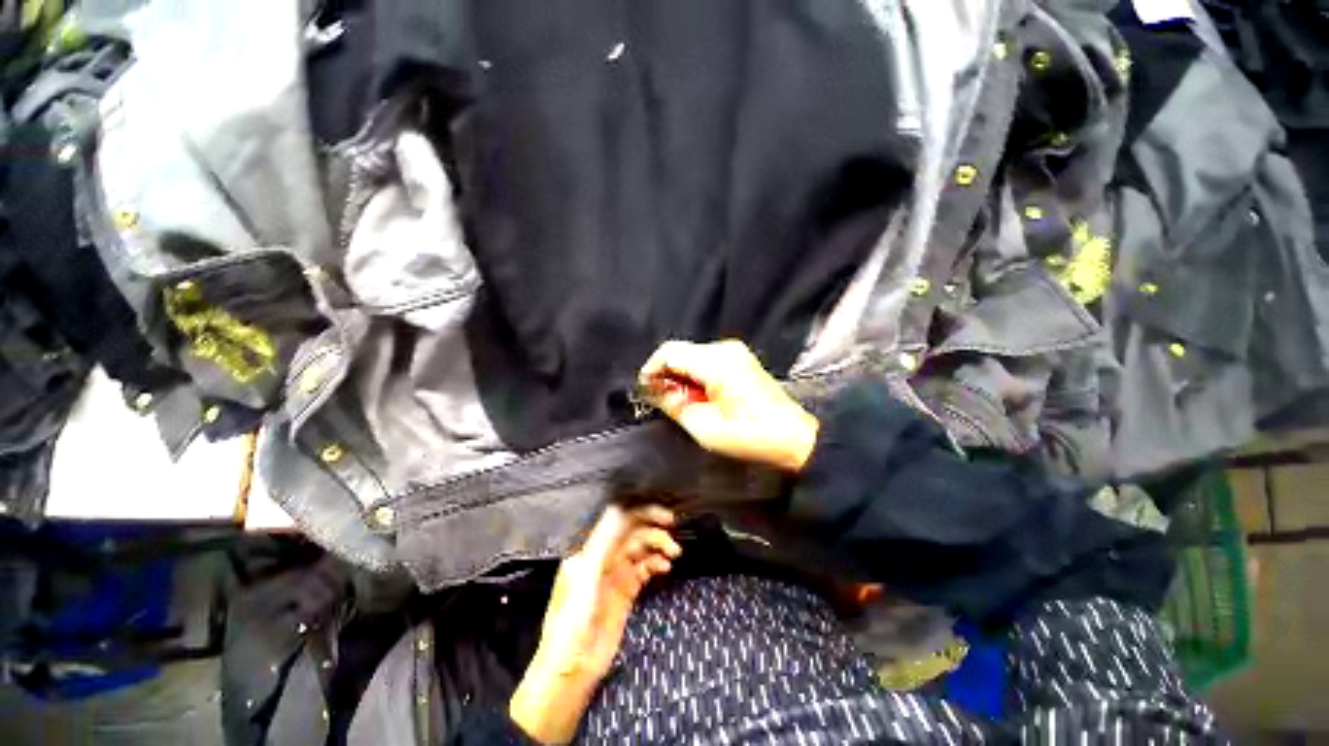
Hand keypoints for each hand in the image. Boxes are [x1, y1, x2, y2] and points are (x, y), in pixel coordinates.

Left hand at [510, 505, 680, 742]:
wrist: (572, 668)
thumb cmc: (571, 622)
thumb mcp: (585, 577)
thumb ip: (603, 542)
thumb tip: (620, 509)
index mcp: (590, 549)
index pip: (618, 520)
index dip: (640, 512)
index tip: (661, 515)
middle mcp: (604, 557)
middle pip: (632, 532)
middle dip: (653, 527)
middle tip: (673, 527)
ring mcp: (616, 574)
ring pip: (641, 549)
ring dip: (658, 545)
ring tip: (673, 552)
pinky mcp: (626, 591)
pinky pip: (644, 569)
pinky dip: (656, 563)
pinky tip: (664, 566)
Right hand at [639, 340, 819, 471]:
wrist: (794, 438)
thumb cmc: (750, 436)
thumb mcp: (705, 427)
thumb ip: (674, 404)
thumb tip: (655, 390)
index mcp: (716, 362)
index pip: (669, 352)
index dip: (651, 370)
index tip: (644, 391)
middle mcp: (725, 349)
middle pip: (680, 352)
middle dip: (666, 374)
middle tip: (660, 402)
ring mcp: (735, 353)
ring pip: (692, 356)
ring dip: (680, 377)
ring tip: (681, 404)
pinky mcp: (740, 360)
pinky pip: (706, 361)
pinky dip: (695, 376)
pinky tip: (698, 398)